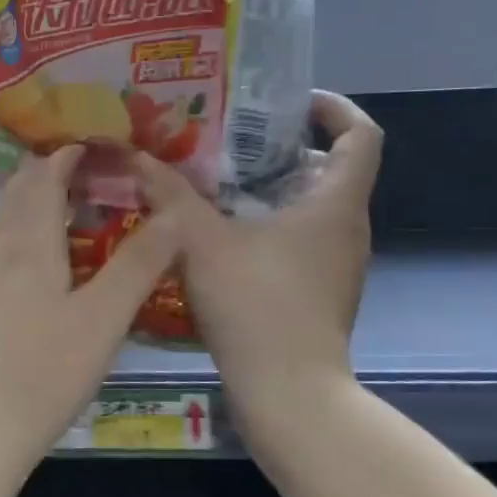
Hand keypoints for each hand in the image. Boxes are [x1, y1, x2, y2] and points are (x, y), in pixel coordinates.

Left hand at [0, 145, 180, 455]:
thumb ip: (139, 264)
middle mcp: (2, 251)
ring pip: (13, 221)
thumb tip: (173, 214)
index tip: (102, 144)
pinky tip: (55, 260)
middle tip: (97, 170)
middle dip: (55, 171)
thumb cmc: (45, 371)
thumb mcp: (104, 318)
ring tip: (82, 208)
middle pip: (23, 193)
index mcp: (30, 244)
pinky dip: (33, 234)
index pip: (45, 176)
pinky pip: (9, 249)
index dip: (70, 154)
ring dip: (43, 202)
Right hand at [135, 92, 382, 403]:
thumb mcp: (200, 240)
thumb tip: (135, 156)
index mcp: (335, 204)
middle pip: (332, 170)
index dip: (333, 108)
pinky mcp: (322, 294)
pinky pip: (303, 243)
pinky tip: (223, 239)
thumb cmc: (254, 304)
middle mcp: (348, 229)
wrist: (288, 393)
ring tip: (217, 186)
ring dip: (272, 191)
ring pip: (313, 210)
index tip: (290, 104)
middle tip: (231, 143)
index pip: (361, 135)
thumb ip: (168, 194)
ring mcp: (339, 266)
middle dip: (283, 150)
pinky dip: (271, 228)